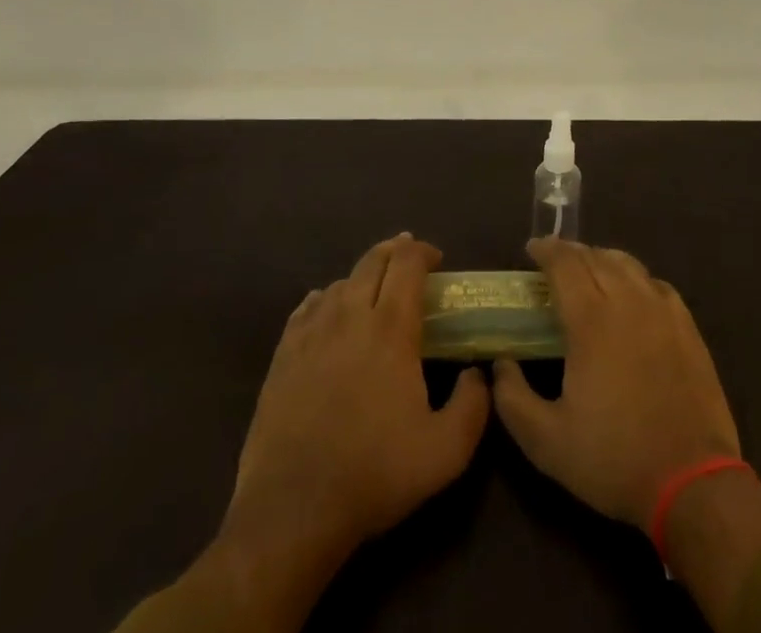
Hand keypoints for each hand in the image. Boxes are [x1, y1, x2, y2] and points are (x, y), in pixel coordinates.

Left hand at [223, 234, 490, 558]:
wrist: (293, 509)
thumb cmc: (374, 474)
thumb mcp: (446, 451)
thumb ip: (473, 406)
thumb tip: (477, 374)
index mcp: (391, 329)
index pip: (407, 264)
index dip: (423, 252)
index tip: (437, 260)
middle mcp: (350, 316)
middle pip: (372, 261)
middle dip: (395, 252)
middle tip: (409, 260)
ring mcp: (312, 333)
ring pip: (340, 282)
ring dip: (362, 277)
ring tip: (373, 291)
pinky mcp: (283, 354)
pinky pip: (307, 307)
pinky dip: (325, 298)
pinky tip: (329, 311)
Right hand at [492, 238, 739, 526]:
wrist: (692, 481)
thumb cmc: (614, 459)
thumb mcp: (547, 443)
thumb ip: (513, 399)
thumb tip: (501, 364)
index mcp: (591, 320)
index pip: (565, 264)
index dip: (546, 250)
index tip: (531, 248)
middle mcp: (627, 301)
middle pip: (595, 257)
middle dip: (571, 251)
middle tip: (554, 260)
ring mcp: (662, 310)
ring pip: (627, 264)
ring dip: (602, 258)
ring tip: (589, 269)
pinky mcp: (687, 326)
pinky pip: (655, 283)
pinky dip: (635, 277)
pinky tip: (632, 292)